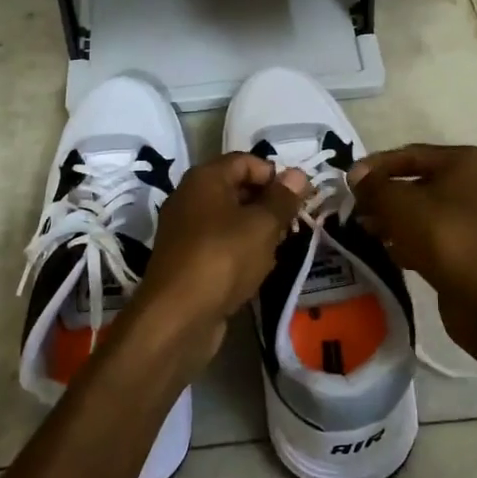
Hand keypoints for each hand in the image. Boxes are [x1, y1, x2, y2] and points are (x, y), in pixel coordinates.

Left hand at [122, 154, 307, 376]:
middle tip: (294, 223)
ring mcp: (185, 231)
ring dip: (258, 230)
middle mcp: (190, 197)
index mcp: (204, 178)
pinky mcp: (187, 260)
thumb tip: (298, 174)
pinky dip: (241, 251)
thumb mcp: (263, 225)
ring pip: (230, 219)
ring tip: (281, 247)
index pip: (245, 161)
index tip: (299, 197)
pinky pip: (221, 244)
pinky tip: (259, 269)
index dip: (275, 175)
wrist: (177, 317)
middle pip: (237, 188)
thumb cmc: (223, 258)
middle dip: (269, 203)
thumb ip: (283, 198)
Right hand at [349, 145, 476, 330]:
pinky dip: (418, 240)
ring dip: (399, 220)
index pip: (412, 154)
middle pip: (423, 183)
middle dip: (387, 197)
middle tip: (359, 210)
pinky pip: (443, 236)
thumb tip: (356, 175)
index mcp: (468, 161)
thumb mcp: (398, 204)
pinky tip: (395, 254)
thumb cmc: (443, 236)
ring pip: (432, 212)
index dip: (376, 166)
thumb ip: (373, 186)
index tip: (350, 181)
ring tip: (370, 232)